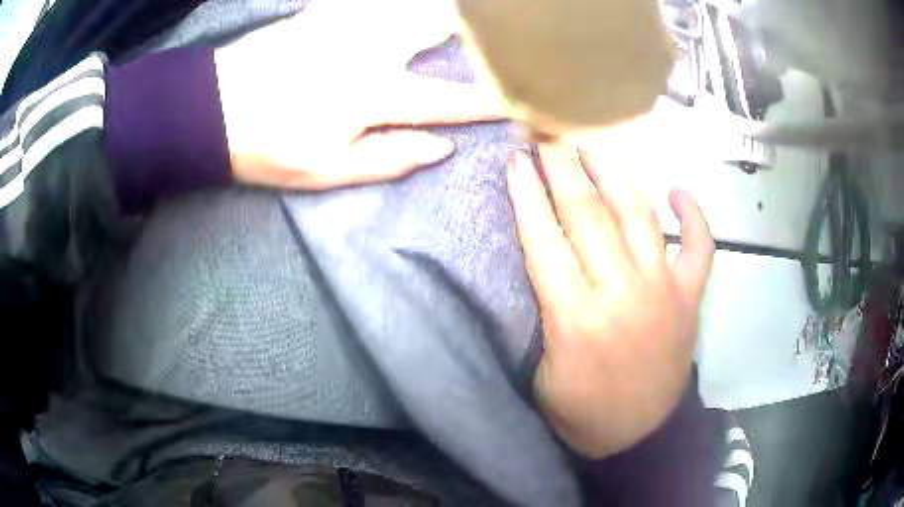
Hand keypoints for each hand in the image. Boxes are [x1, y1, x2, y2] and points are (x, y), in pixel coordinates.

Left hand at [214, 0, 503, 189]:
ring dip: (439, 10)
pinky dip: (389, 2)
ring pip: (409, 4)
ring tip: (463, 17)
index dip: (489, 101)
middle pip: (439, 26)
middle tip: (498, 31)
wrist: (210, 109)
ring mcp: (344, 24)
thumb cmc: (267, 146)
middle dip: (476, 27)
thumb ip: (388, 158)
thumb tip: (442, 147)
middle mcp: (370, 49)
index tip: (523, 99)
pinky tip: (397, 7)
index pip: (449, 99)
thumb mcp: (325, 170)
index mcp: (374, 94)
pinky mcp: (320, 12)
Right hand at [506, 142, 713, 457]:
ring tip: (594, 143)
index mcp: (576, 318)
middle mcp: (622, 293)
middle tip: (548, 134)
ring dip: (615, 174)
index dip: (527, 195)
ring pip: (640, 217)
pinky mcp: (690, 298)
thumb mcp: (543, 372)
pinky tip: (679, 191)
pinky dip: (694, 217)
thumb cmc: (582, 411)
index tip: (516, 159)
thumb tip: (546, 259)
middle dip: (563, 168)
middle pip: (588, 216)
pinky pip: (701, 247)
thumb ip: (545, 312)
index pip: (545, 240)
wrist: (639, 436)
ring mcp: (664, 291)